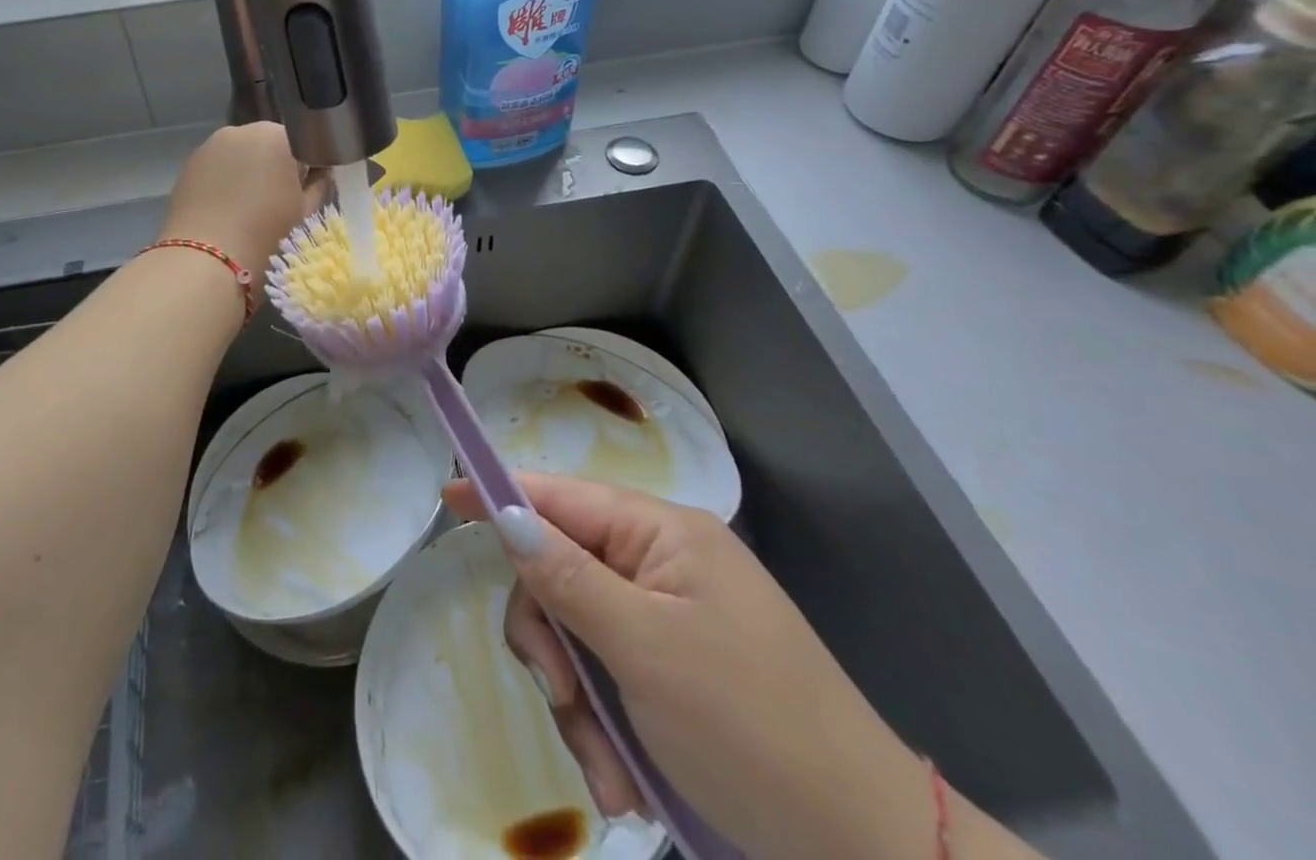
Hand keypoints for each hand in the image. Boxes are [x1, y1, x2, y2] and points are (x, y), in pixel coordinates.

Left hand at [157, 122, 323, 294]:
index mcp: (278, 137)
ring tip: (249, 208)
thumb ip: (319, 184)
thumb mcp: (306, 213)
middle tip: (279, 202)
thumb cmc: (266, 236)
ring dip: (249, 172)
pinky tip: (225, 209)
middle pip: (270, 144)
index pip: (304, 142)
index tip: (306, 191)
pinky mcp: (188, 165)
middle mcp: (242, 131)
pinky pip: (217, 167)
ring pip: (241, 154)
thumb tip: (320, 173)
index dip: (309, 167)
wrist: (203, 263)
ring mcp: (210, 145)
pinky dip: (225, 181)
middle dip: (276, 166)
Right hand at [447, 474, 936, 859]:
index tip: (447, 498)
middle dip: (551, 641)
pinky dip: (606, 729)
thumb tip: (507, 513)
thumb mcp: (644, 649)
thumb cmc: (751, 730)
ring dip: (579, 703)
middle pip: (561, 572)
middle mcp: (662, 563)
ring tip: (609, 773)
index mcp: (661, 533)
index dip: (501, 494)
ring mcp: (670, 619)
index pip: (561, 495)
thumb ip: (567, 576)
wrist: (868, 854)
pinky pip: (610, 679)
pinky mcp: (675, 673)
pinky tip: (626, 782)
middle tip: (562, 698)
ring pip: (578, 635)